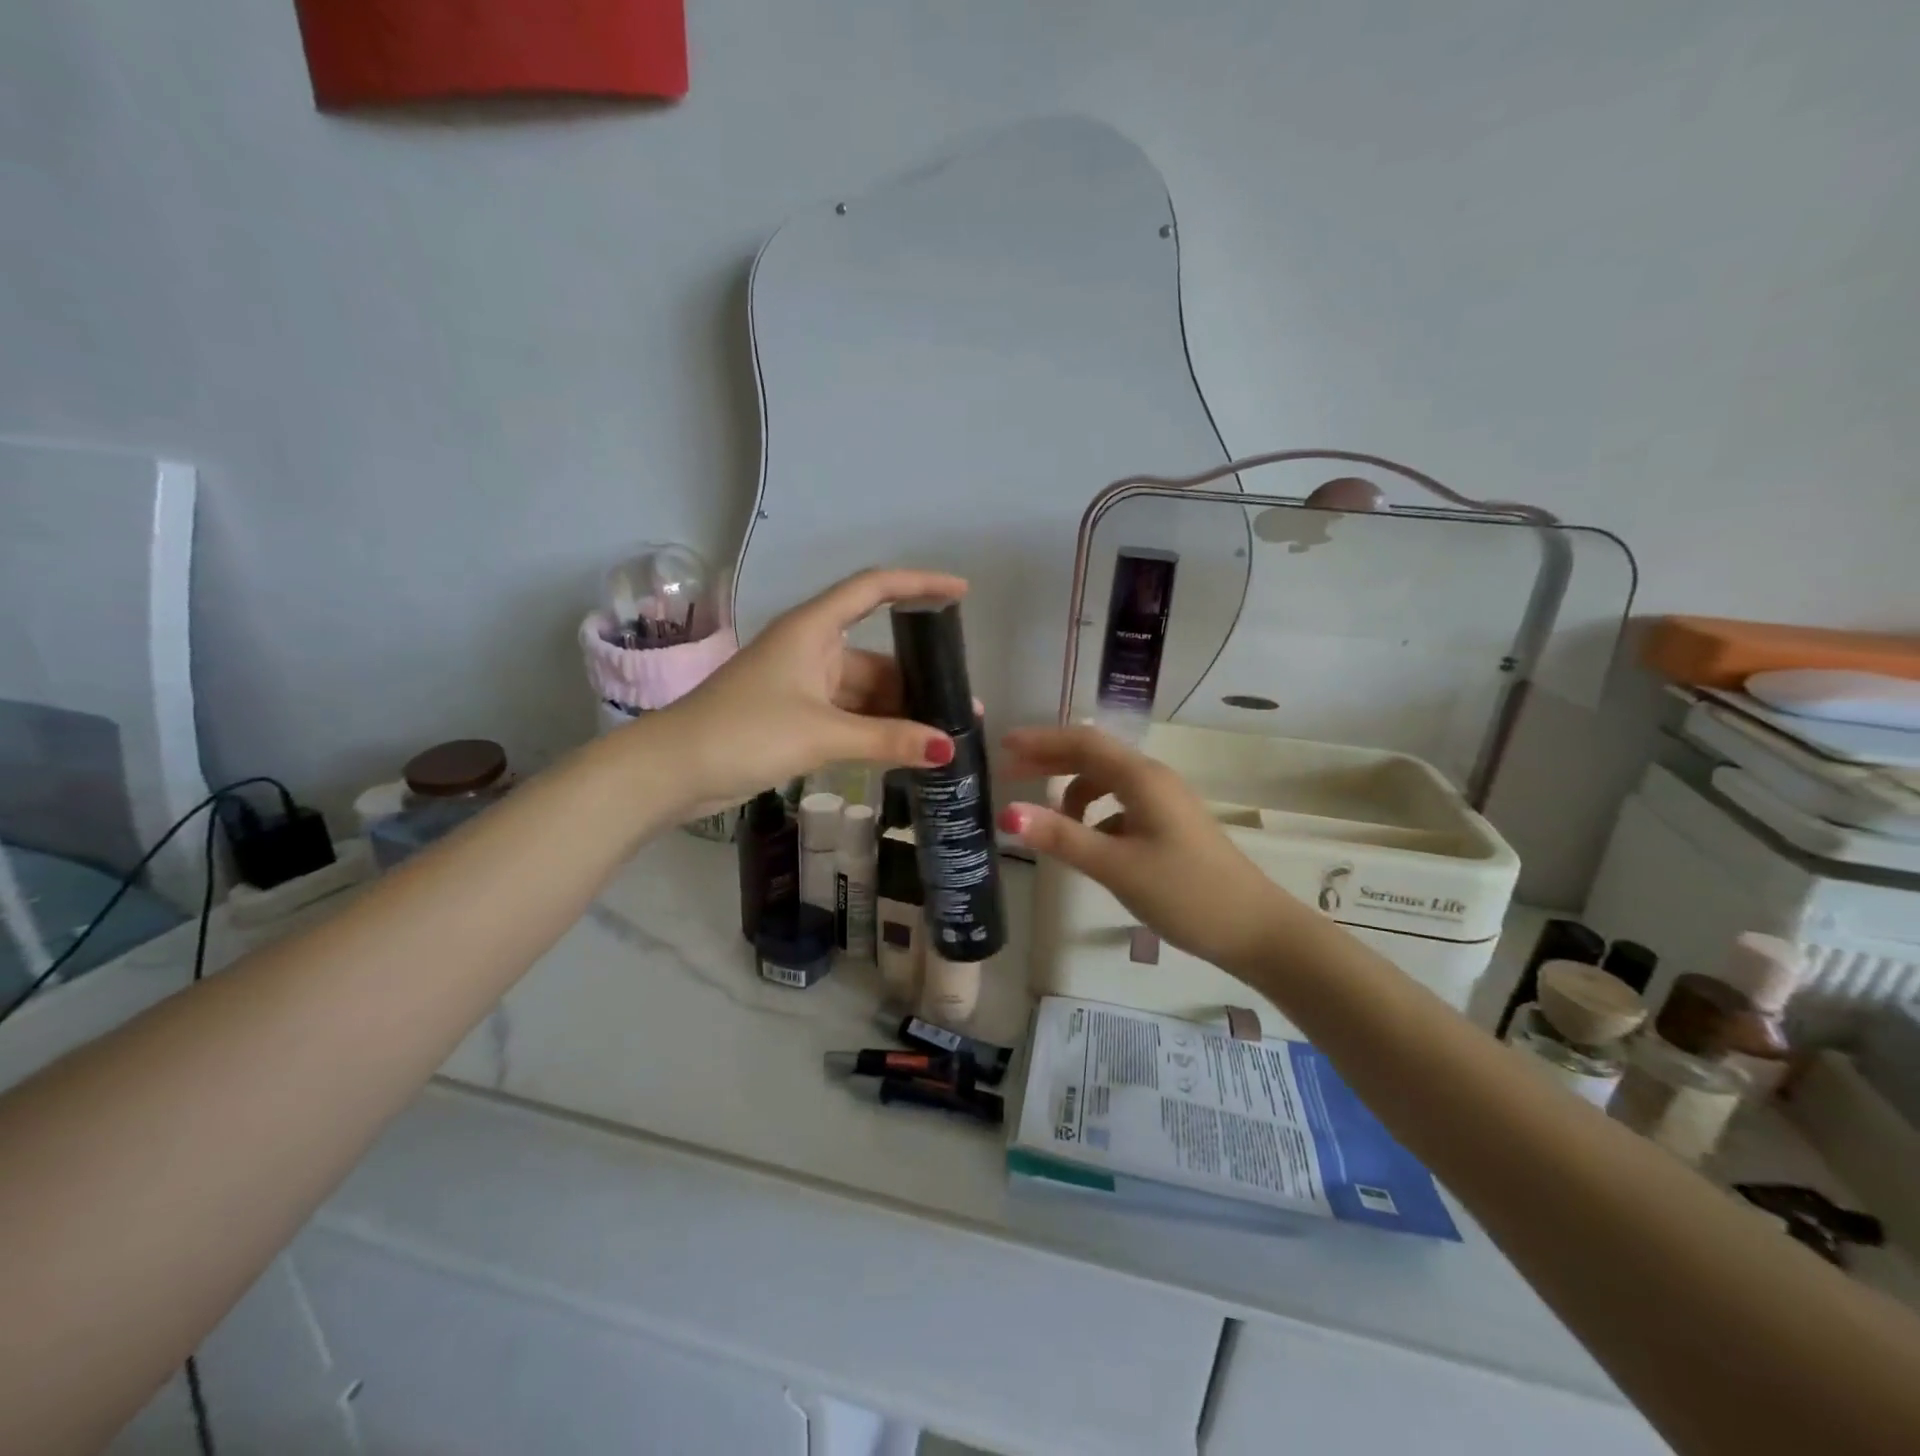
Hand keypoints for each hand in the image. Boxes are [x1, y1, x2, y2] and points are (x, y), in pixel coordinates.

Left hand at [661, 567, 967, 808]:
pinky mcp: (794, 717)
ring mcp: (802, 686)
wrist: (671, 770)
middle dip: (918, 679)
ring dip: (898, 712)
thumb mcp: (821, 733)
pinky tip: (904, 751)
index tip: (961, 593)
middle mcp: (810, 649)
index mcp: (812, 629)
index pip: (874, 589)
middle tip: (962, 708)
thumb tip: (947, 750)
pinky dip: (874, 731)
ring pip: (864, 691)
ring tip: (942, 737)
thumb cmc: (744, 732)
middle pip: (877, 654)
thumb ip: (887, 740)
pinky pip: (848, 717)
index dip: (919, 584)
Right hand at [997, 725, 1296, 972]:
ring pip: (1106, 782)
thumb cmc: (1185, 893)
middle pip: (1092, 756)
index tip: (1002, 747)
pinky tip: (1087, 843)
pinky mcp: (1168, 825)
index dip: (1040, 741)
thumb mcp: (1116, 866)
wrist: (1254, 929)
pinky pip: (1119, 805)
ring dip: (1071, 792)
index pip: (1082, 743)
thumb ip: (1061, 837)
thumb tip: (1006, 813)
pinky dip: (1093, 815)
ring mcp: (1163, 802)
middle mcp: (1152, 780)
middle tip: (1007, 775)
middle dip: (1049, 761)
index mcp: (1141, 778)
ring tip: (1047, 822)